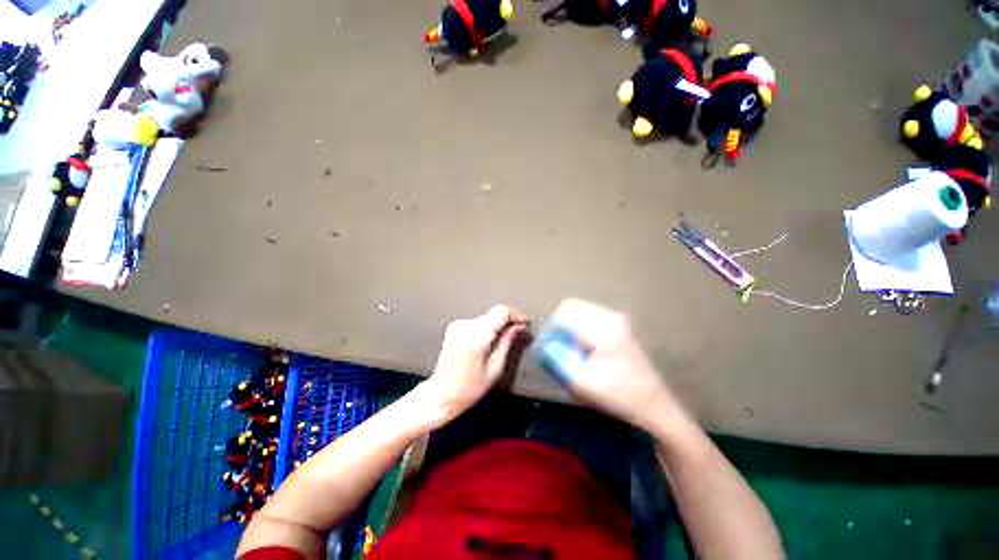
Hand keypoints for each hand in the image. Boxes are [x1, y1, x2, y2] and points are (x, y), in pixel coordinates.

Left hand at [423, 305, 527, 421]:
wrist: (440, 395)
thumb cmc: (469, 389)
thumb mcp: (495, 369)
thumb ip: (507, 343)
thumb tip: (519, 327)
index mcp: (476, 335)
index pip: (501, 311)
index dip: (516, 315)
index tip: (525, 325)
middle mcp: (465, 325)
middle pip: (494, 314)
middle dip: (508, 321)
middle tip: (518, 334)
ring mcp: (457, 324)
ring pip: (486, 317)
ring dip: (497, 325)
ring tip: (503, 341)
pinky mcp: (453, 327)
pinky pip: (477, 322)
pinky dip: (486, 328)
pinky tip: (488, 342)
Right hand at [547, 298, 684, 431]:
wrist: (654, 405)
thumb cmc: (618, 395)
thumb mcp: (580, 381)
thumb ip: (556, 360)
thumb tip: (541, 345)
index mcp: (603, 327)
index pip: (564, 313)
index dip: (550, 329)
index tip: (545, 346)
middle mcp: (610, 316)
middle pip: (572, 306)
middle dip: (558, 324)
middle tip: (554, 345)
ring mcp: (617, 319)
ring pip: (580, 310)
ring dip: (568, 324)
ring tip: (567, 346)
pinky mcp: (619, 325)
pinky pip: (589, 316)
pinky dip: (578, 326)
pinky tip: (581, 346)